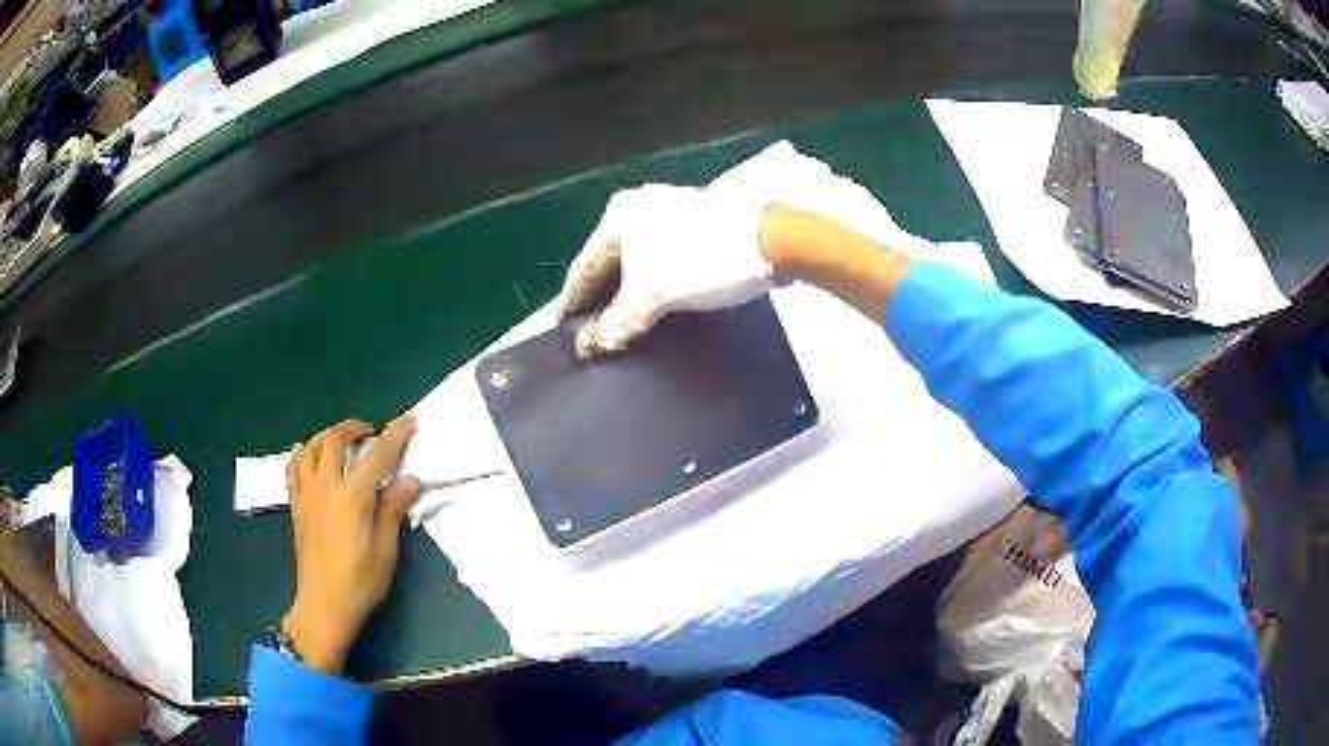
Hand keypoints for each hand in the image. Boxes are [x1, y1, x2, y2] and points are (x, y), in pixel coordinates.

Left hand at [281, 416, 421, 673]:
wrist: (323, 607)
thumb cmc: (359, 584)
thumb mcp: (385, 552)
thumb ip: (393, 511)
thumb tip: (409, 480)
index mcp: (352, 499)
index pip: (376, 456)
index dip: (394, 435)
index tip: (409, 421)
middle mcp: (326, 489)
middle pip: (334, 440)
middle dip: (353, 427)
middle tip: (369, 432)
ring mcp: (306, 496)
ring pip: (309, 448)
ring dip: (326, 436)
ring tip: (340, 440)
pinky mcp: (296, 507)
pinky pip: (293, 469)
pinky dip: (301, 454)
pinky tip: (307, 454)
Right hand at [557, 184, 775, 357]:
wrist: (772, 241)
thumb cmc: (702, 261)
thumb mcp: (653, 296)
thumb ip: (617, 322)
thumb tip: (591, 344)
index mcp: (618, 218)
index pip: (582, 270)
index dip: (572, 306)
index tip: (562, 333)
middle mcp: (637, 210)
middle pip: (607, 265)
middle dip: (600, 302)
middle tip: (590, 337)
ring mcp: (666, 215)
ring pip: (635, 265)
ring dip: (627, 297)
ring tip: (619, 330)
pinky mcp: (692, 226)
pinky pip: (658, 262)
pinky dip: (651, 286)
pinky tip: (652, 309)